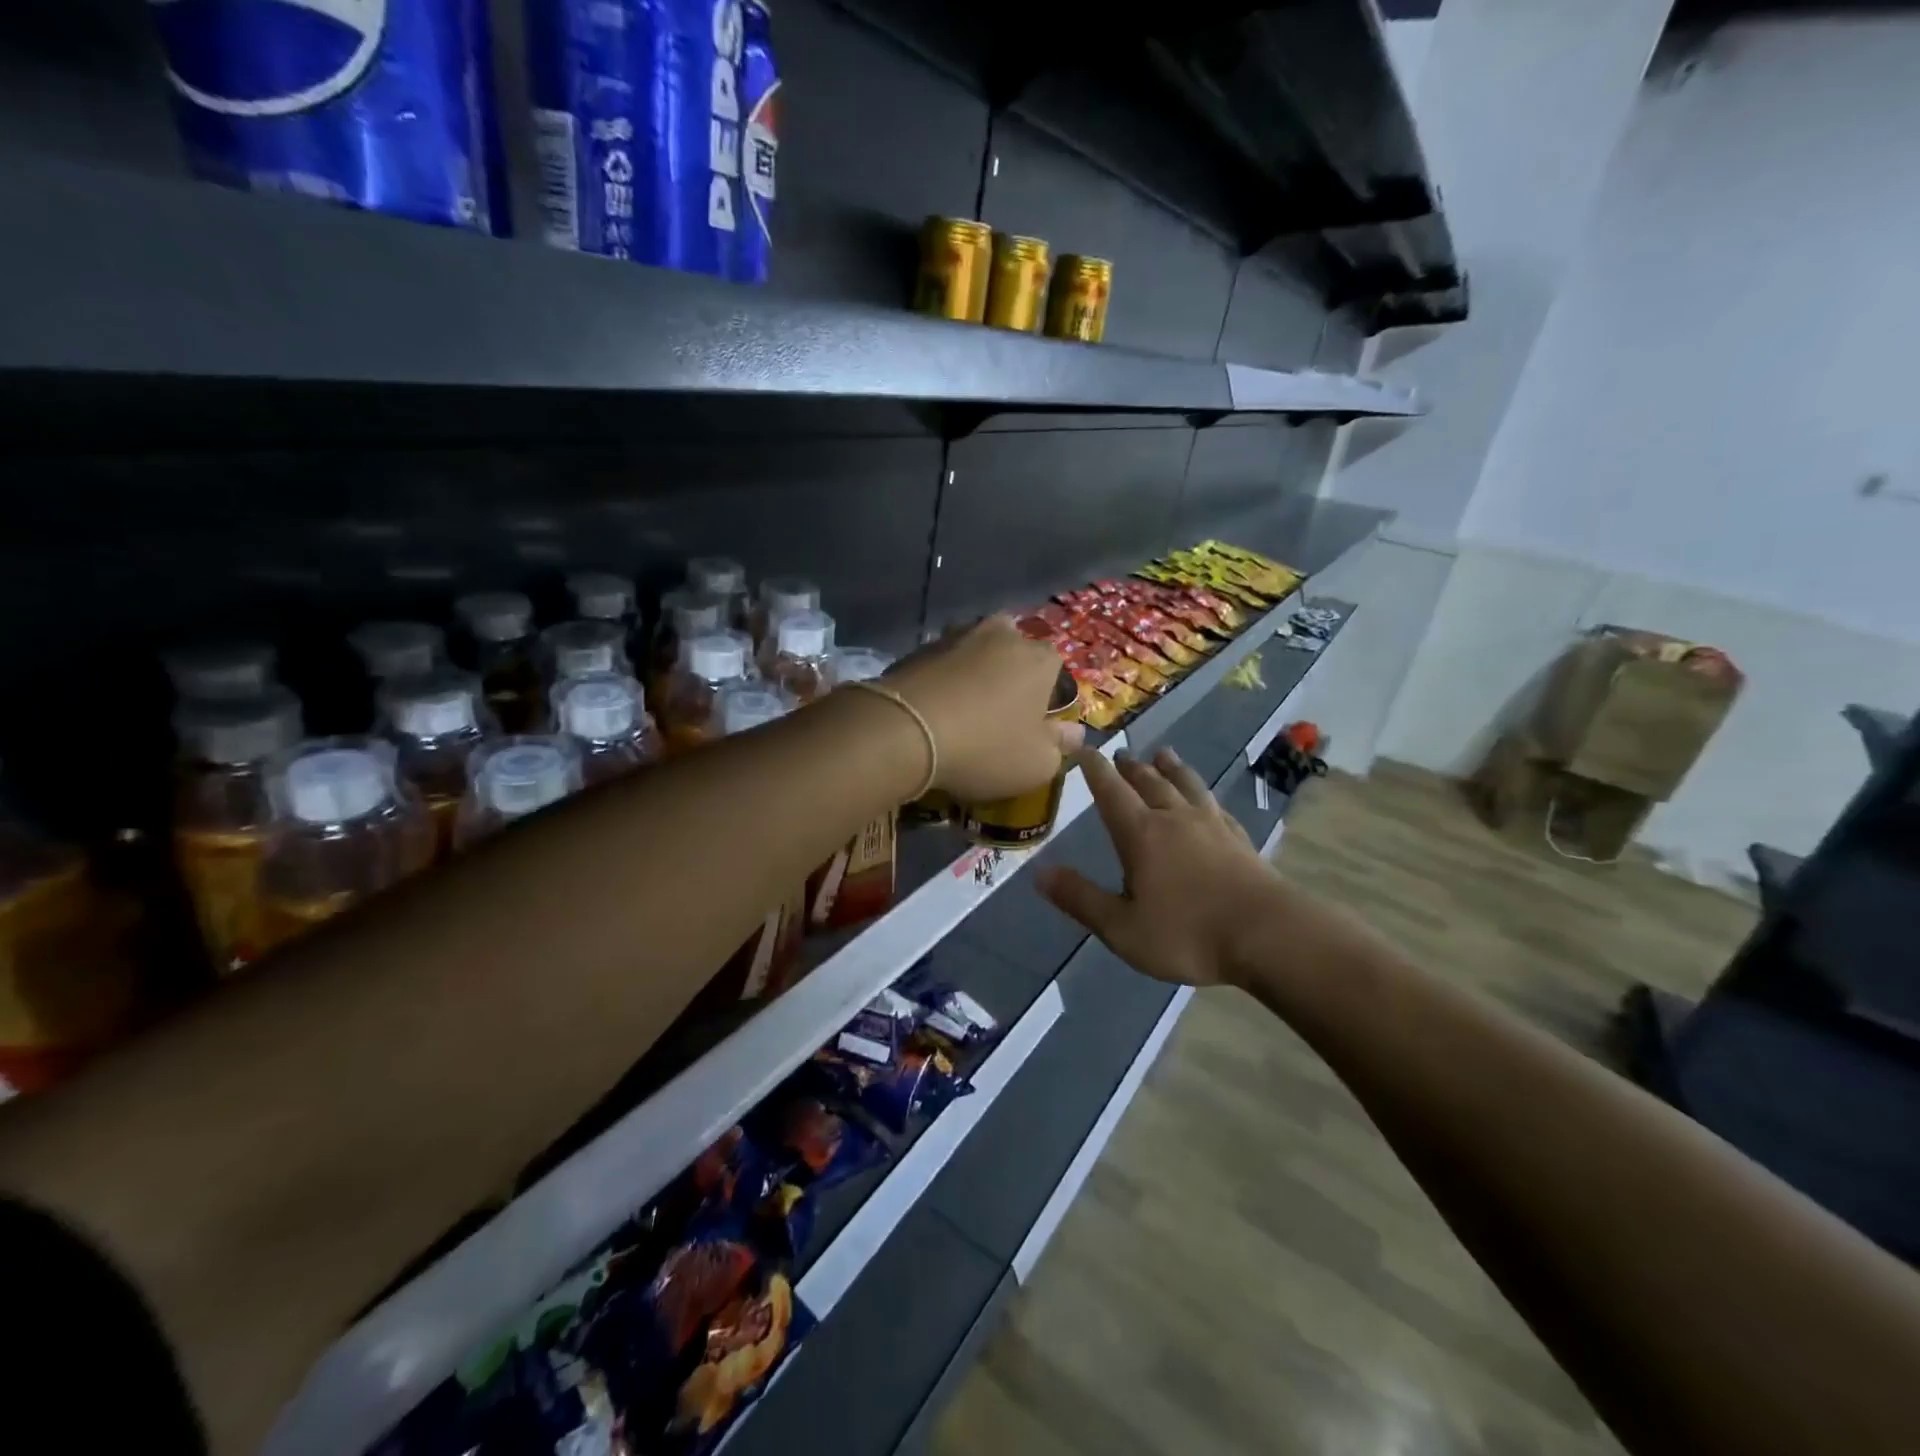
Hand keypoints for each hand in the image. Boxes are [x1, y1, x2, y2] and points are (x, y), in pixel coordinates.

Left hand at [883, 615, 1084, 801]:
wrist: (905, 730)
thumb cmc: (985, 747)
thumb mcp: (1036, 764)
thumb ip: (1060, 746)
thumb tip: (1074, 733)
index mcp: (1039, 658)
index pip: (1054, 667)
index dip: (1045, 695)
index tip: (1031, 723)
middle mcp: (1001, 634)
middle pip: (1013, 650)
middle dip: (1009, 673)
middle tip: (996, 712)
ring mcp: (956, 635)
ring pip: (974, 651)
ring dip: (972, 672)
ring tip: (961, 708)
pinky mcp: (918, 647)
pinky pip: (940, 663)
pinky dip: (941, 680)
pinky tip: (932, 708)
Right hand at [1035, 747, 1274, 985]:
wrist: (1269, 936)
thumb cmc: (1188, 933)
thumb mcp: (1122, 928)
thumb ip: (1081, 899)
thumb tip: (1039, 873)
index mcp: (1141, 834)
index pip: (1111, 791)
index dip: (1095, 769)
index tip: (1084, 748)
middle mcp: (1174, 818)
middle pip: (1149, 782)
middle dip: (1131, 767)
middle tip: (1121, 754)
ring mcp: (1211, 825)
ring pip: (1186, 785)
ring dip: (1171, 768)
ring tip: (1163, 754)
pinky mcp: (1239, 839)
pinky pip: (1216, 805)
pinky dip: (1203, 795)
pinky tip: (1207, 800)